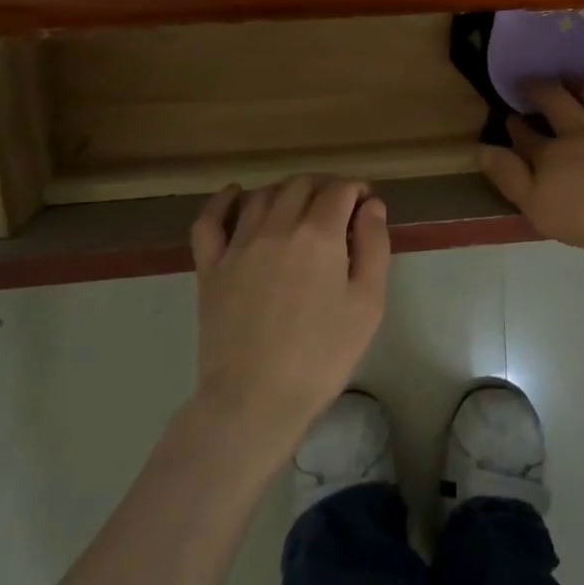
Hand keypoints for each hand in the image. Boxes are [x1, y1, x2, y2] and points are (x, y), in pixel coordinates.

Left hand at [189, 176, 390, 440]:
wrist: (256, 399)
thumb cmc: (322, 355)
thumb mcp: (367, 304)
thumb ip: (374, 247)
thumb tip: (372, 206)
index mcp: (319, 235)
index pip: (340, 190)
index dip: (357, 190)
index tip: (366, 205)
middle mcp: (277, 227)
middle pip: (301, 184)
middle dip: (325, 187)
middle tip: (339, 209)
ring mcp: (238, 245)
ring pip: (262, 195)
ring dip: (286, 192)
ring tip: (300, 209)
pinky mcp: (210, 266)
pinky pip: (210, 220)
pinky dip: (223, 201)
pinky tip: (235, 195)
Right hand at [477, 80, 583, 248]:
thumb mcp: (539, 207)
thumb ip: (510, 178)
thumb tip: (481, 149)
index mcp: (551, 153)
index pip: (526, 135)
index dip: (515, 126)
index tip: (509, 119)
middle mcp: (581, 129)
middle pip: (556, 101)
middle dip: (540, 89)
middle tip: (532, 83)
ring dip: (582, 85)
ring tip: (575, 81)